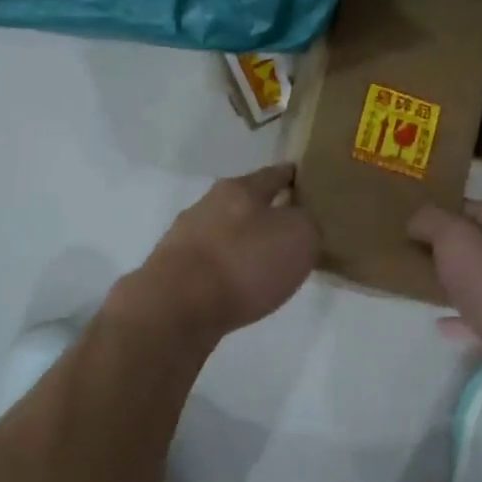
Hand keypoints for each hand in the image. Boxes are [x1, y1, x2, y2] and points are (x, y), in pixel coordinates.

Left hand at [129, 164, 318, 340]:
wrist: (176, 306)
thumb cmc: (244, 263)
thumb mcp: (299, 237)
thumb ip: (307, 223)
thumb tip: (301, 223)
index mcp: (239, 188)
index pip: (273, 174)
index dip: (293, 177)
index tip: (307, 180)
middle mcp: (208, 205)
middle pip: (245, 203)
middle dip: (267, 213)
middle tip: (293, 229)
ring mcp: (186, 237)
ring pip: (225, 233)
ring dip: (244, 244)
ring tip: (267, 265)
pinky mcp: (173, 270)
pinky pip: (211, 264)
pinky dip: (227, 271)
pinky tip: (239, 287)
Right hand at [409, 199, 481, 373]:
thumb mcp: (454, 237)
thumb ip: (432, 221)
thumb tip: (417, 221)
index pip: (478, 209)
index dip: (448, 210)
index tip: (418, 221)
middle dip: (453, 248)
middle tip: (419, 254)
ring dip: (460, 283)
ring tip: (428, 287)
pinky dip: (464, 318)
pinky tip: (443, 324)